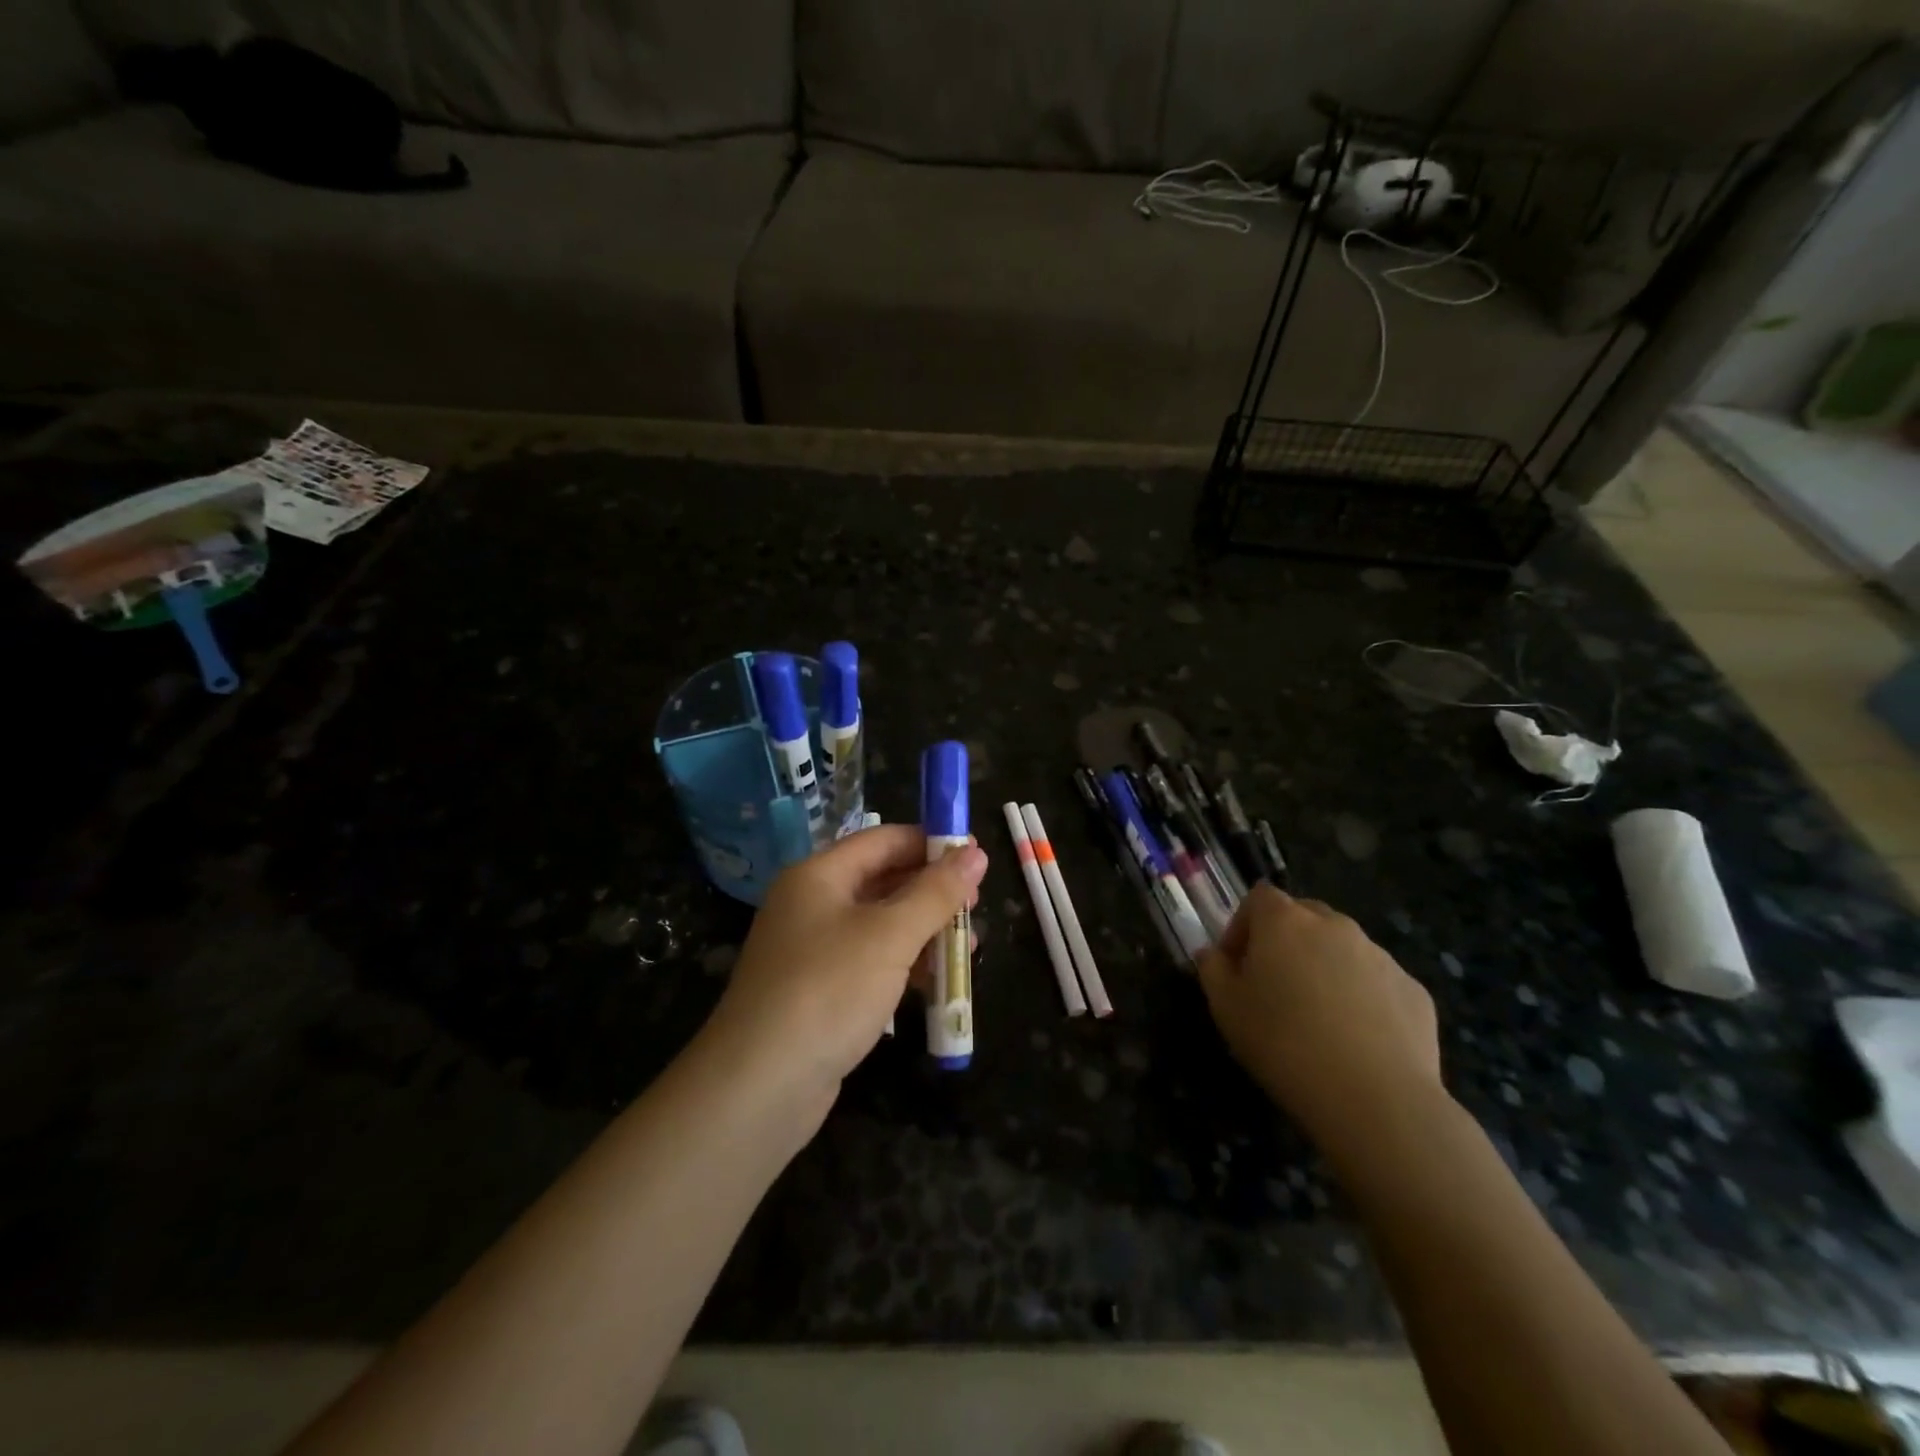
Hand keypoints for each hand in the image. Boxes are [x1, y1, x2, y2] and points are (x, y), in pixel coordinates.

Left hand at [703, 825, 986, 1112]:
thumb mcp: (890, 936)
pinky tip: (936, 981)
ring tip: (969, 947)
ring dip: (924, 931)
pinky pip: (871, 962)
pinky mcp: (820, 991)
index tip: (976, 856)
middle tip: (976, 907)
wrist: (758, 1087)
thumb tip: (976, 853)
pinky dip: (904, 964)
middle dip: (932, 891)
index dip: (931, 843)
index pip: (883, 840)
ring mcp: (813, 950)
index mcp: (819, 875)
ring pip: (880, 925)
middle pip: (883, 880)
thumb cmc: (828, 991)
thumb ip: (936, 893)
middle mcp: (812, 904)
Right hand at [1198, 885, 1444, 1158]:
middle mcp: (1334, 926)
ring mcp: (1380, 956)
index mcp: (1285, 922)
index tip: (1237, 963)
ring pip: (1343, 948)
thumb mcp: (1226, 1009)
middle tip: (1276, 986)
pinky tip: (1357, 1040)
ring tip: (1319, 1018)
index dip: (1243, 925)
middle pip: (1304, 916)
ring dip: (1325, 968)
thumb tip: (1212, 954)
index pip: (1259, 898)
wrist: (1375, 1099)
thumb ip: (1213, 970)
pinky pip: (1378, 982)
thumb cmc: (1284, 1044)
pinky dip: (1364, 997)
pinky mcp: (1414, 990)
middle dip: (1286, 941)